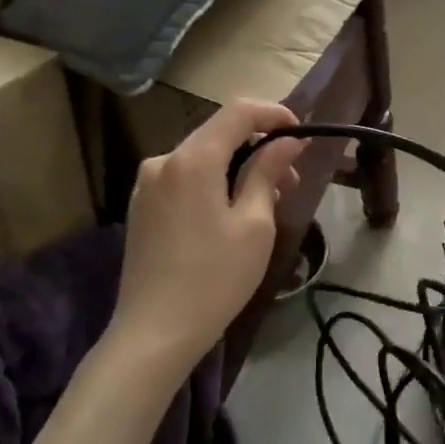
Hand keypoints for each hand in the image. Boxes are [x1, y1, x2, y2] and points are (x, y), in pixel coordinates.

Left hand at [106, 99, 304, 365]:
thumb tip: (287, 141)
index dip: (274, 114)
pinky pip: (186, 178)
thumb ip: (267, 172)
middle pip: (219, 134)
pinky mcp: (142, 207)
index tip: (302, 134)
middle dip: (260, 146)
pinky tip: (234, 212)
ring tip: (268, 200)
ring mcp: (147, 184)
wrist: (155, 332)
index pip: (238, 112)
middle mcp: (163, 161)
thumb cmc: (216, 277)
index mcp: (192, 159)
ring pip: (203, 158)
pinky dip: (215, 182)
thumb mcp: (254, 223)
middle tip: (292, 179)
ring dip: (239, 167)